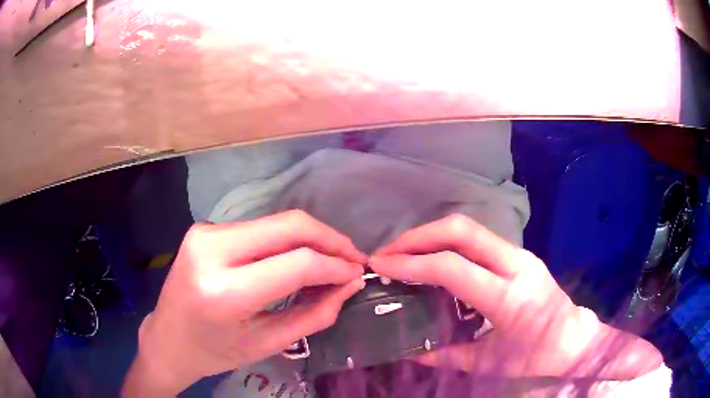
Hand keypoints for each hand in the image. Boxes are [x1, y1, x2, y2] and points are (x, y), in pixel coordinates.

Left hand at [122, 210, 365, 395]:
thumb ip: (314, 314)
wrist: (167, 338)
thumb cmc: (215, 352)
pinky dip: (286, 241)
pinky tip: (297, 259)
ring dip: (310, 239)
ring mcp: (205, 232)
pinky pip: (259, 228)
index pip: (296, 262)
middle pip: (288, 226)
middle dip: (329, 239)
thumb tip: (349, 285)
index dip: (335, 264)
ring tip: (330, 262)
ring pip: (275, 223)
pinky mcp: (205, 228)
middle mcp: (211, 249)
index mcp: (224, 291)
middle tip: (352, 258)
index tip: (358, 272)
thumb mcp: (268, 343)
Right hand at [370, 214, 661, 379]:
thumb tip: (407, 351)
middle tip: (387, 251)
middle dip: (418, 236)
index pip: (452, 268)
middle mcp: (516, 264)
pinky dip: (449, 242)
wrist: (575, 340)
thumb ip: (445, 356)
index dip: (411, 264)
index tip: (381, 266)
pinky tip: (433, 258)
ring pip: (469, 228)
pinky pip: (478, 239)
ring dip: (431, 235)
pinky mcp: (520, 255)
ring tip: (403, 252)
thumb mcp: (488, 363)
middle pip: (461, 230)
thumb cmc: (535, 357)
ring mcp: (521, 255)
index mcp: (508, 296)